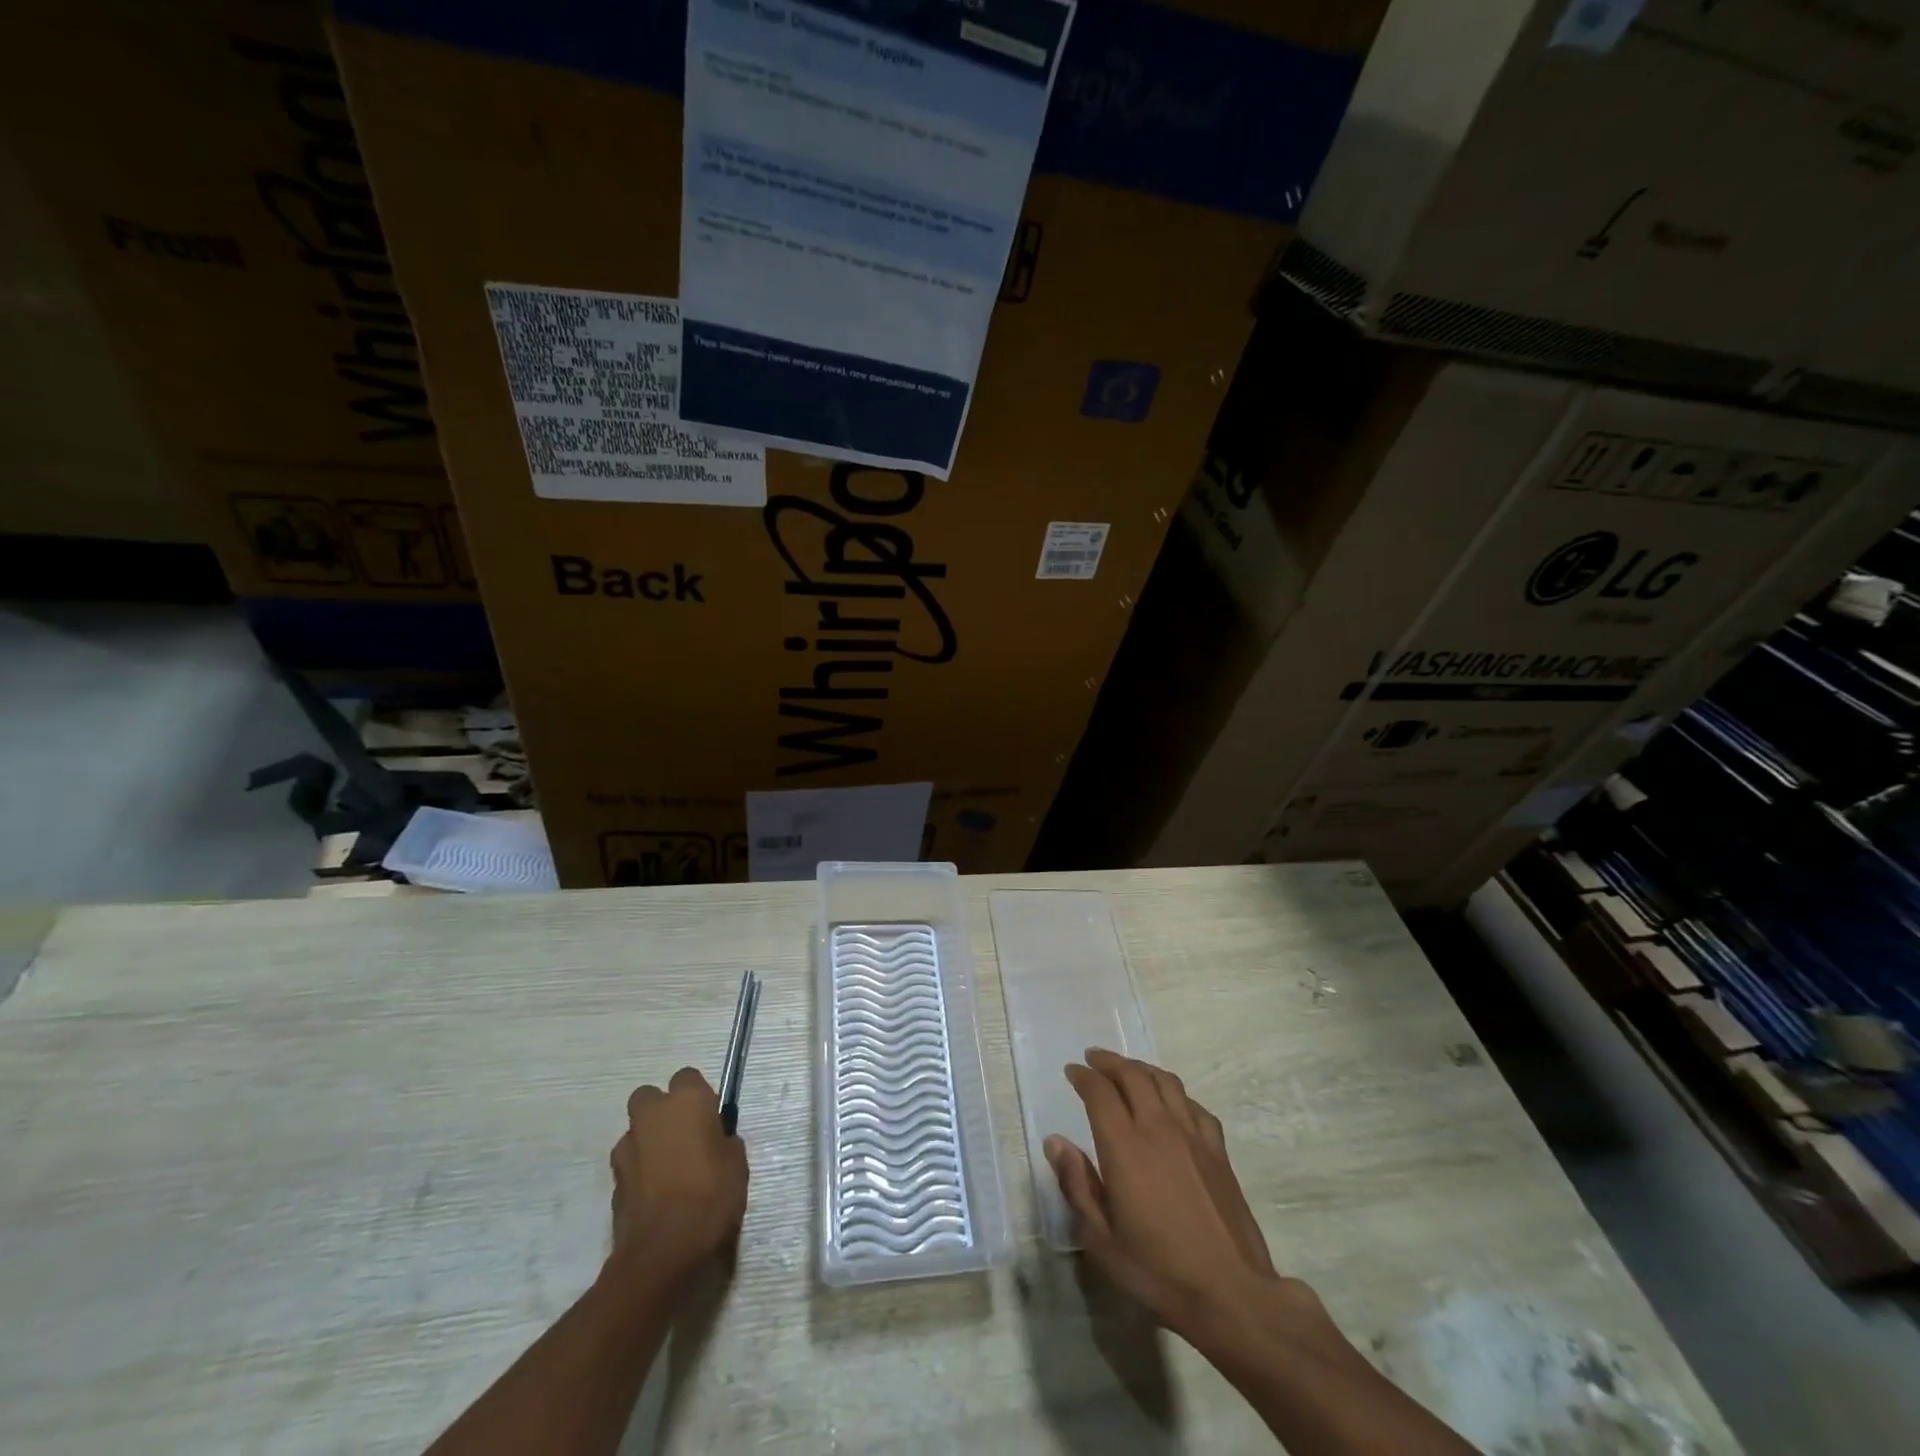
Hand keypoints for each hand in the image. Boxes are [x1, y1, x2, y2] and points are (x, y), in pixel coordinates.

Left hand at [608, 1067, 748, 1289]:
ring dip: (649, 1141)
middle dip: (662, 1111)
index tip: (709, 1119)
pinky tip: (655, 1194)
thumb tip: (715, 1140)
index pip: (688, 1077)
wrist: (664, 1251)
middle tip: (683, 1137)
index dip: (698, 1096)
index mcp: (686, 1101)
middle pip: (650, 1097)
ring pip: (636, 1131)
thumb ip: (723, 1141)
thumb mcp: (736, 1163)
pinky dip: (639, 1171)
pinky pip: (629, 1163)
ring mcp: (627, 1147)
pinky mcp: (613, 1180)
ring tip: (668, 1171)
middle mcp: (652, 1114)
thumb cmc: (711, 1196)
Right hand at [1045, 1049, 1306, 1345]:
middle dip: (1109, 1062)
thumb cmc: (1158, 1271)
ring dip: (1142, 1068)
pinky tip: (1171, 1102)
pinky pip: (1194, 1105)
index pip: (1100, 1093)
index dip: (1083, 1076)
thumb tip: (1056, 1142)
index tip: (1072, 1071)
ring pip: (1165, 1082)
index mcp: (1125, 1146)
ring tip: (1128, 1070)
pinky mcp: (1218, 1150)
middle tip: (1094, 1059)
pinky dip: (1175, 1093)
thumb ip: (1077, 1185)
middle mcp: (1158, 1128)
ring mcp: (1192, 1136)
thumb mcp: (1102, 1239)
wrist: (1230, 1293)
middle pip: (1133, 1075)